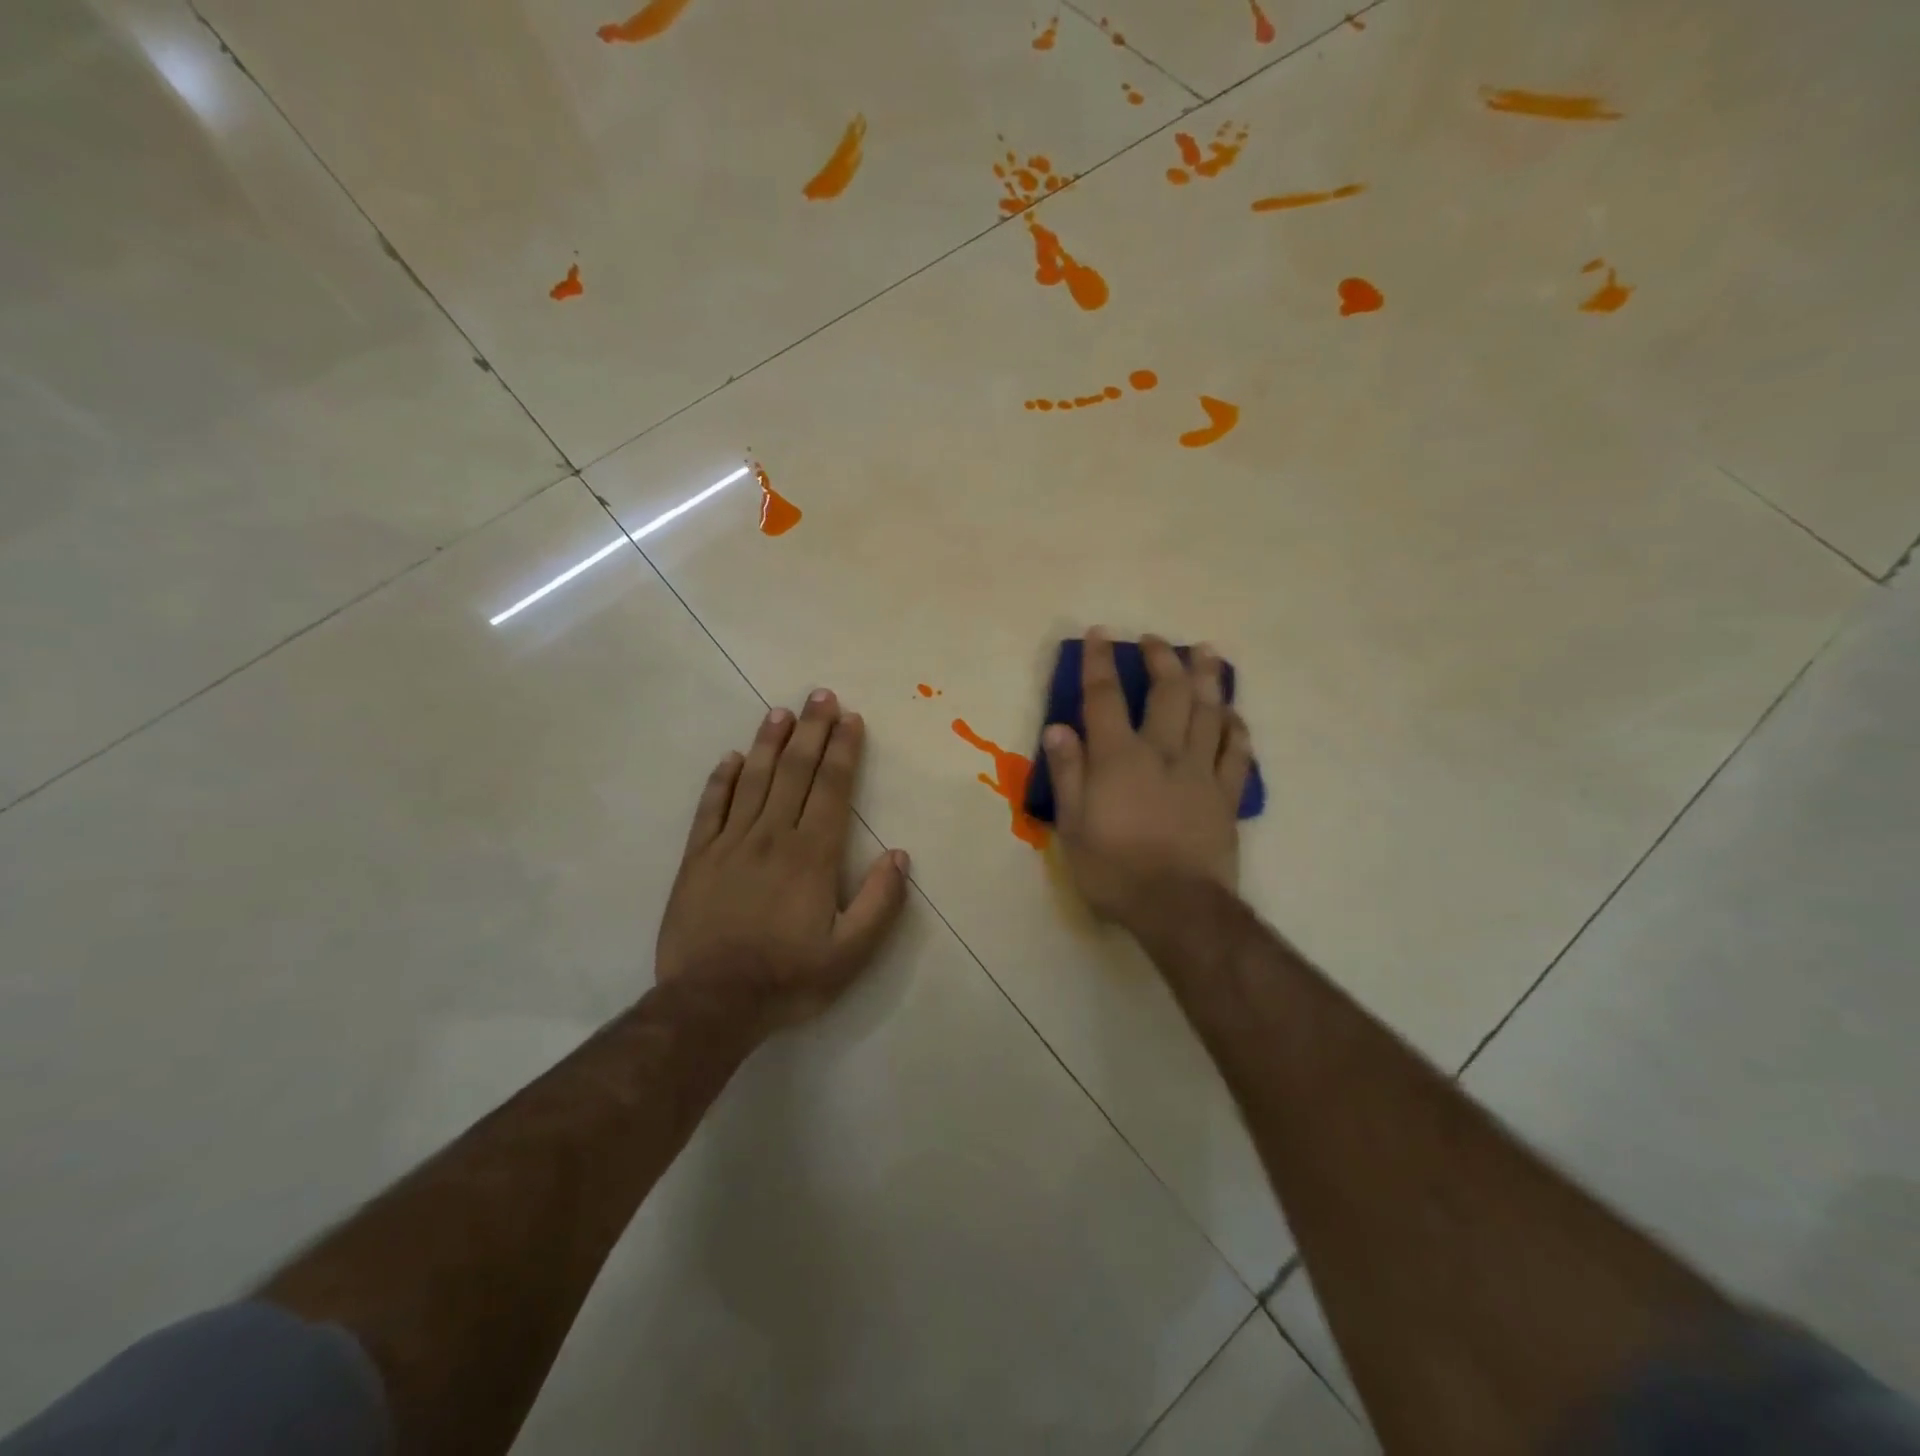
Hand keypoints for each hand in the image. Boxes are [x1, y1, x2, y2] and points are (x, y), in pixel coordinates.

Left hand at [656, 690, 910, 1031]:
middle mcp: (772, 837)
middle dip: (811, 731)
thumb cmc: (788, 978)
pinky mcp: (697, 858)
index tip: (850, 719)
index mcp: (812, 855)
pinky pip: (710, 808)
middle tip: (820, 696)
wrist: (711, 1003)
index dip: (843, 750)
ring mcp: (729, 844)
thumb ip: (879, 903)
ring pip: (752, 780)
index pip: (832, 788)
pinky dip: (721, 780)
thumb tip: (899, 855)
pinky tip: (731, 758)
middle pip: (794, 772)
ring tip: (781, 712)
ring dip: (769, 743)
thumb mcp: (850, 954)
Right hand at [1041, 630, 1252, 926]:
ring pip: (1209, 712)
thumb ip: (1067, 773)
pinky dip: (1236, 729)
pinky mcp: (1226, 795)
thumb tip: (1059, 728)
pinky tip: (1233, 715)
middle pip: (1168, 692)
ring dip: (1208, 678)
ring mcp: (1201, 771)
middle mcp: (1163, 752)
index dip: (1099, 662)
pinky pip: (1237, 752)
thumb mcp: (1073, 825)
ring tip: (1207, 652)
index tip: (1099, 633)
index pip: (1105, 697)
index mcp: (1120, 757)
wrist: (1177, 906)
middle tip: (1157, 639)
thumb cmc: (1114, 869)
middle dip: (1161, 658)